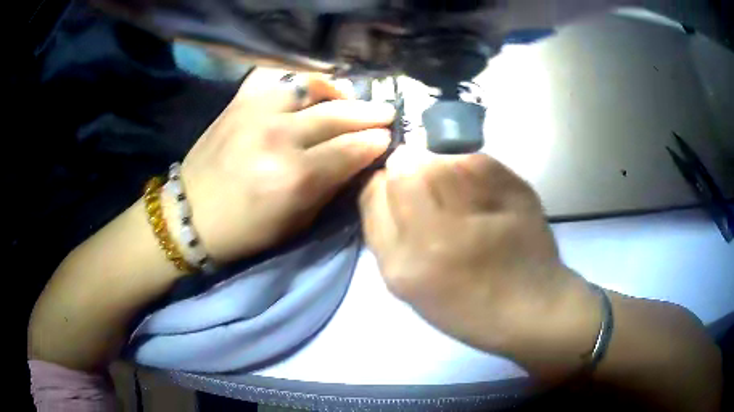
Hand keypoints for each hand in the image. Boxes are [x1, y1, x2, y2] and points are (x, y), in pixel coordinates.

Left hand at [180, 70, 395, 262]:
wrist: (190, 215)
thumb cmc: (245, 230)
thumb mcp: (296, 222)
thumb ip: (330, 187)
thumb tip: (358, 160)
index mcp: (294, 177)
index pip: (351, 149)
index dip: (375, 142)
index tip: (388, 139)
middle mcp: (278, 136)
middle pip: (337, 114)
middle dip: (369, 113)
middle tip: (385, 113)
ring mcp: (255, 112)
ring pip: (310, 85)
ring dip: (337, 89)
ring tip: (348, 96)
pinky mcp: (238, 101)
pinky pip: (274, 74)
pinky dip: (295, 76)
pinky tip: (306, 86)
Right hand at [359, 147, 601, 378]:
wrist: (530, 308)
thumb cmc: (465, 306)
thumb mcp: (409, 284)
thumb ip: (386, 232)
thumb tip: (384, 178)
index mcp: (404, 264)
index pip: (374, 191)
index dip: (384, 183)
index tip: (397, 189)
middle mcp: (436, 235)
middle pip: (407, 166)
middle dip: (412, 169)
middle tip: (432, 191)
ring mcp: (478, 210)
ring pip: (441, 158)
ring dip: (443, 167)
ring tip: (462, 197)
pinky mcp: (514, 191)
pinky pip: (476, 160)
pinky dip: (473, 169)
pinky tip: (486, 196)